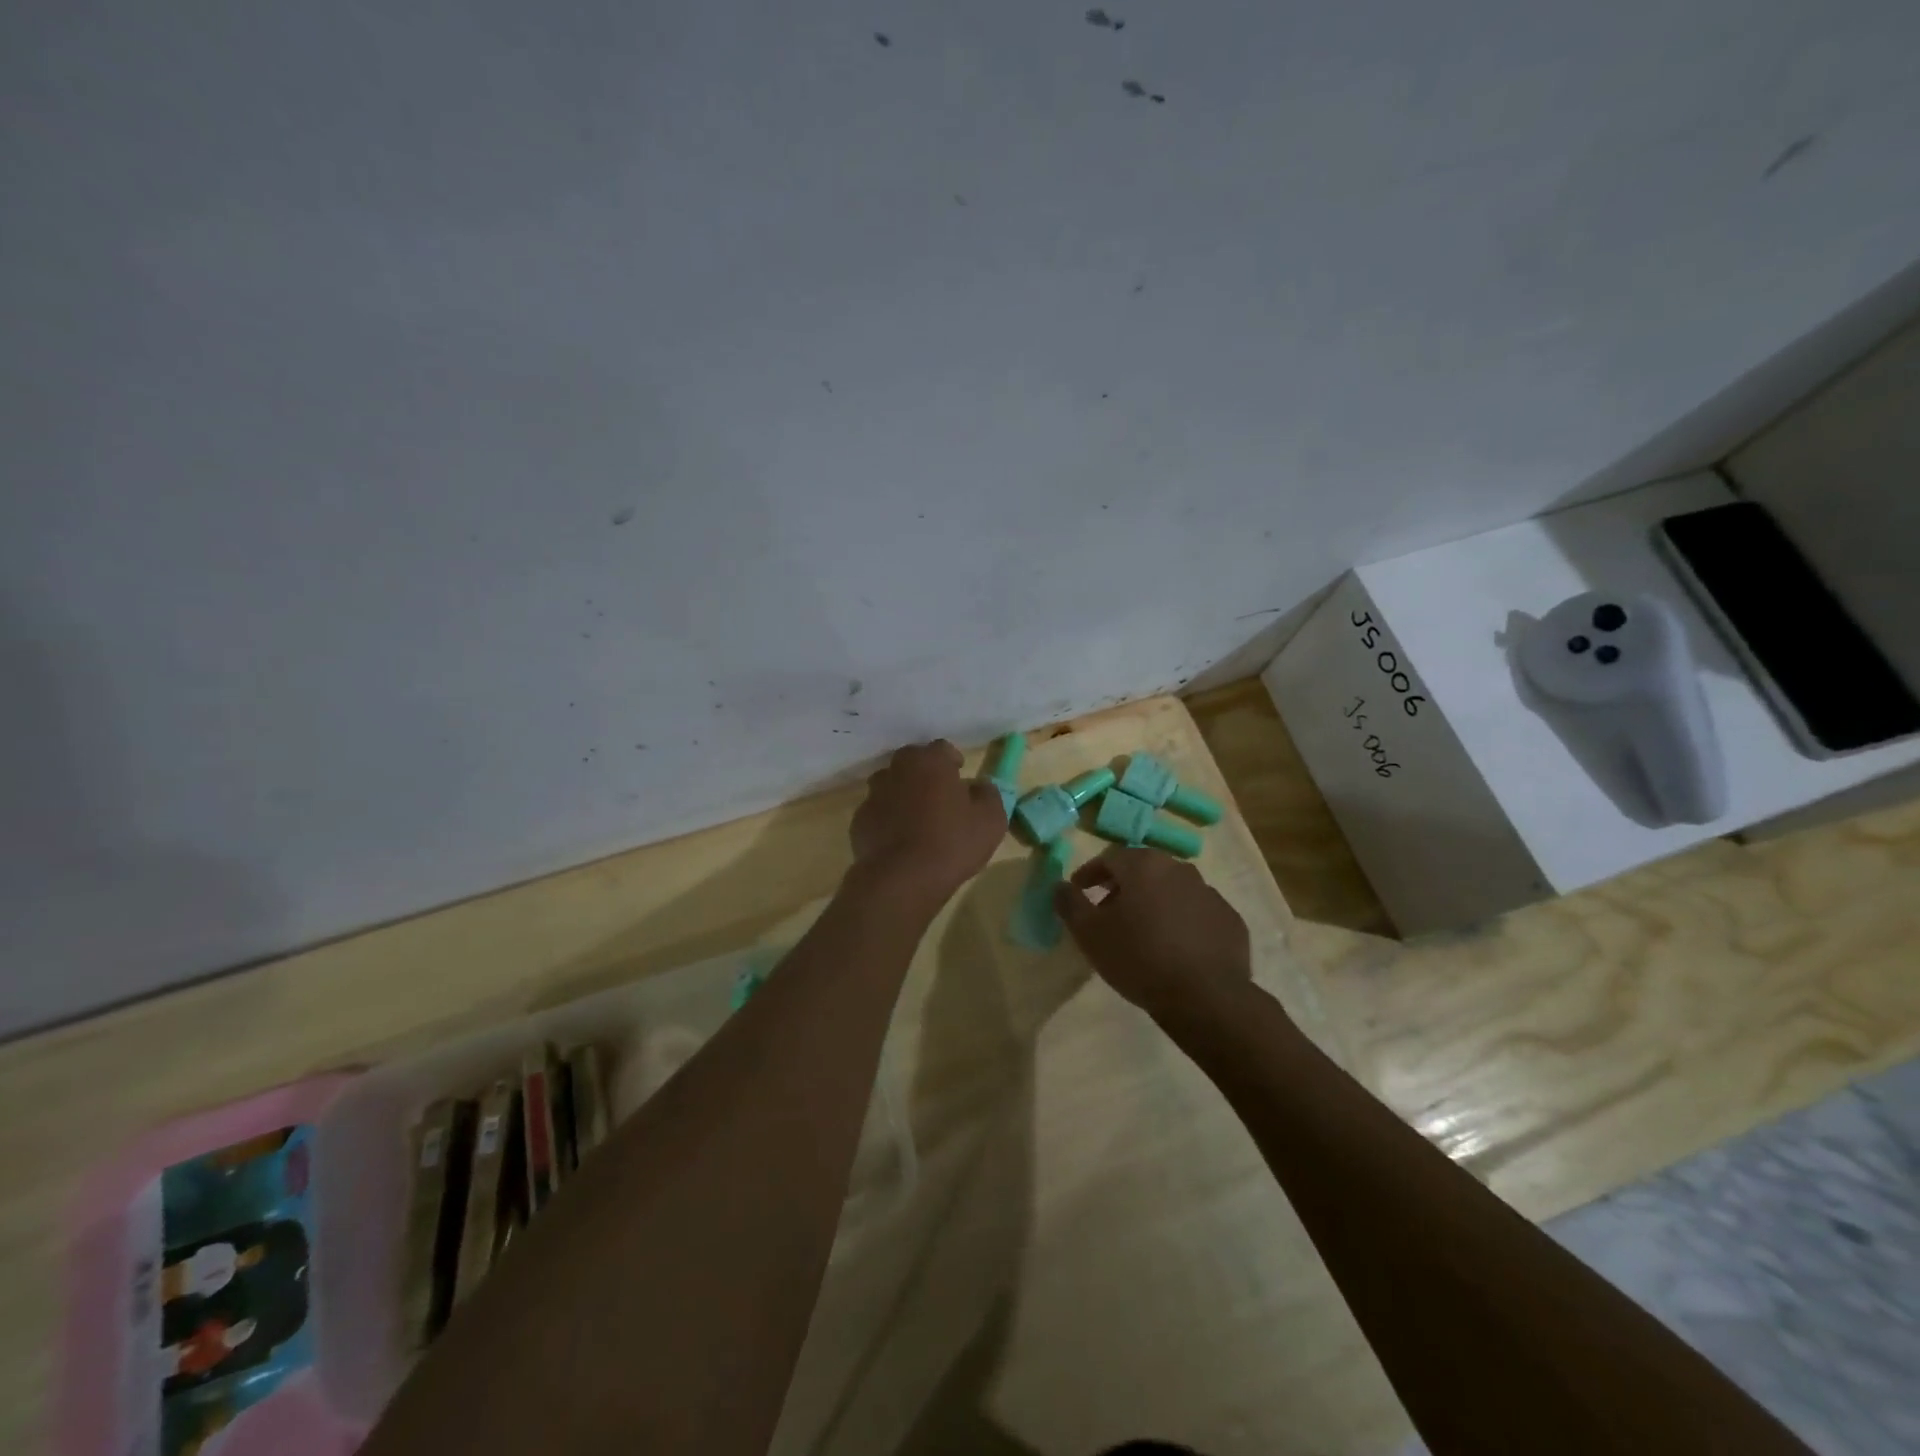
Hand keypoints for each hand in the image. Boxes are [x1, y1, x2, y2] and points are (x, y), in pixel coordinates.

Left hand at [849, 741, 1006, 903]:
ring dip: (903, 794)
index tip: (960, 776)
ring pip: (891, 785)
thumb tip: (980, 786)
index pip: (942, 748)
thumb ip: (988, 794)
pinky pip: (878, 812)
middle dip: (925, 773)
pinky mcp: (859, 821)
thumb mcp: (991, 820)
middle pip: (912, 762)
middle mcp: (897, 770)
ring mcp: (873, 795)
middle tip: (939, 796)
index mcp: (930, 762)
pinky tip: (899, 840)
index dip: (953, 760)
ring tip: (917, 818)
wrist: (902, 879)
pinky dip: (888, 819)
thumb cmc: (952, 843)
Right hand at [1054, 848, 1252, 1021]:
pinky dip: (1182, 921)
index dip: (1090, 874)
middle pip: (1143, 870)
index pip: (1109, 857)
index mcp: (1144, 866)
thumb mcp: (1090, 934)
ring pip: (1172, 890)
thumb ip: (1070, 904)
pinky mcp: (1229, 920)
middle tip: (1108, 912)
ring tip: (1142, 933)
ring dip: (1154, 902)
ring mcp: (1209, 893)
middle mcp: (1179, 869)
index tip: (1080, 892)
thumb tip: (1060, 886)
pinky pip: (1197, 913)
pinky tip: (1175, 948)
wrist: (1206, 997)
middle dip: (1123, 886)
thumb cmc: (1139, 958)